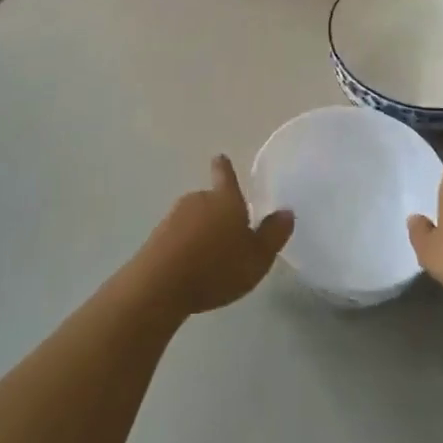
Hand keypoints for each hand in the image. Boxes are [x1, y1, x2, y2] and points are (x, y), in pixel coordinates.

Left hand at [134, 156, 293, 316]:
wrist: (160, 284)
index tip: (219, 157)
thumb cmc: (217, 268)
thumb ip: (273, 234)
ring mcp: (173, 217)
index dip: (225, 168)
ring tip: (211, 261)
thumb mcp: (257, 257)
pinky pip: (178, 237)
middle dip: (218, 214)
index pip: (226, 176)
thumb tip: (286, 211)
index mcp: (225, 200)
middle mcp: (198, 200)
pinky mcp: (156, 237)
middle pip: (211, 201)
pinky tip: (190, 270)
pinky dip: (185, 247)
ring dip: (201, 232)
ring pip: (194, 219)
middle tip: (229, 237)